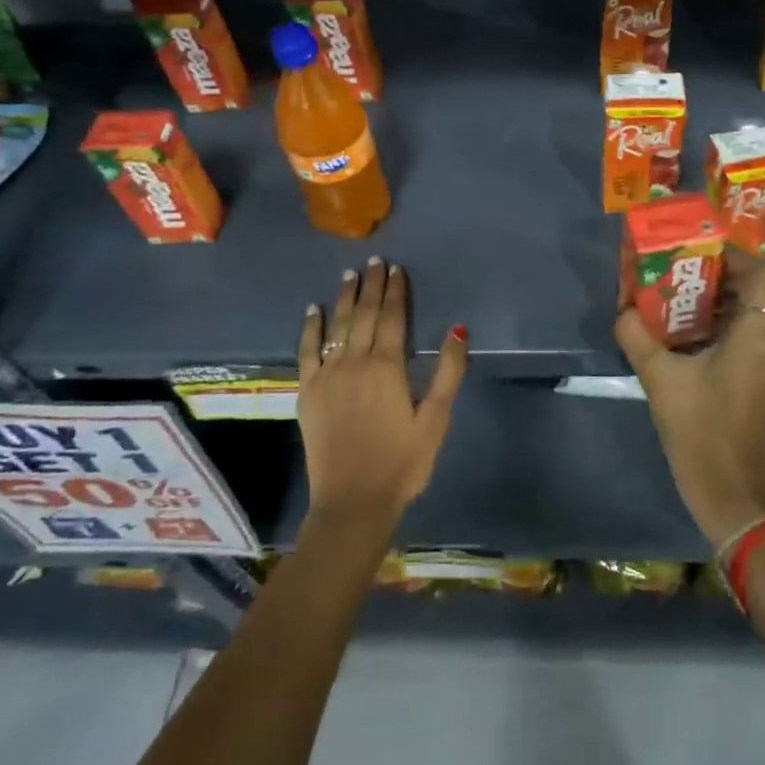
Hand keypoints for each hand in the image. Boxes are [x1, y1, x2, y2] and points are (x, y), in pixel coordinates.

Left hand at [297, 258, 467, 535]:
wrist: (352, 502)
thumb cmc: (402, 463)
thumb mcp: (435, 420)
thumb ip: (448, 372)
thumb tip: (457, 329)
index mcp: (387, 366)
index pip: (393, 316)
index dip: (395, 290)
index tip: (396, 268)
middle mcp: (355, 361)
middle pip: (365, 314)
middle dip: (372, 285)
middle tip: (375, 261)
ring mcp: (327, 375)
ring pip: (338, 325)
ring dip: (345, 297)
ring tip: (350, 274)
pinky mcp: (308, 392)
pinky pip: (307, 350)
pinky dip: (311, 327)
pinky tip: (314, 310)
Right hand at [615, 250, 764, 549]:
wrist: (728, 491)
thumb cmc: (697, 428)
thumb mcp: (659, 377)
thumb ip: (637, 335)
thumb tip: (623, 308)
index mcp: (759, 336)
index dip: (738, 258)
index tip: (702, 254)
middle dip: (734, 277)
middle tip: (695, 273)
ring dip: (739, 301)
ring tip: (698, 299)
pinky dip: (744, 325)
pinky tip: (709, 336)